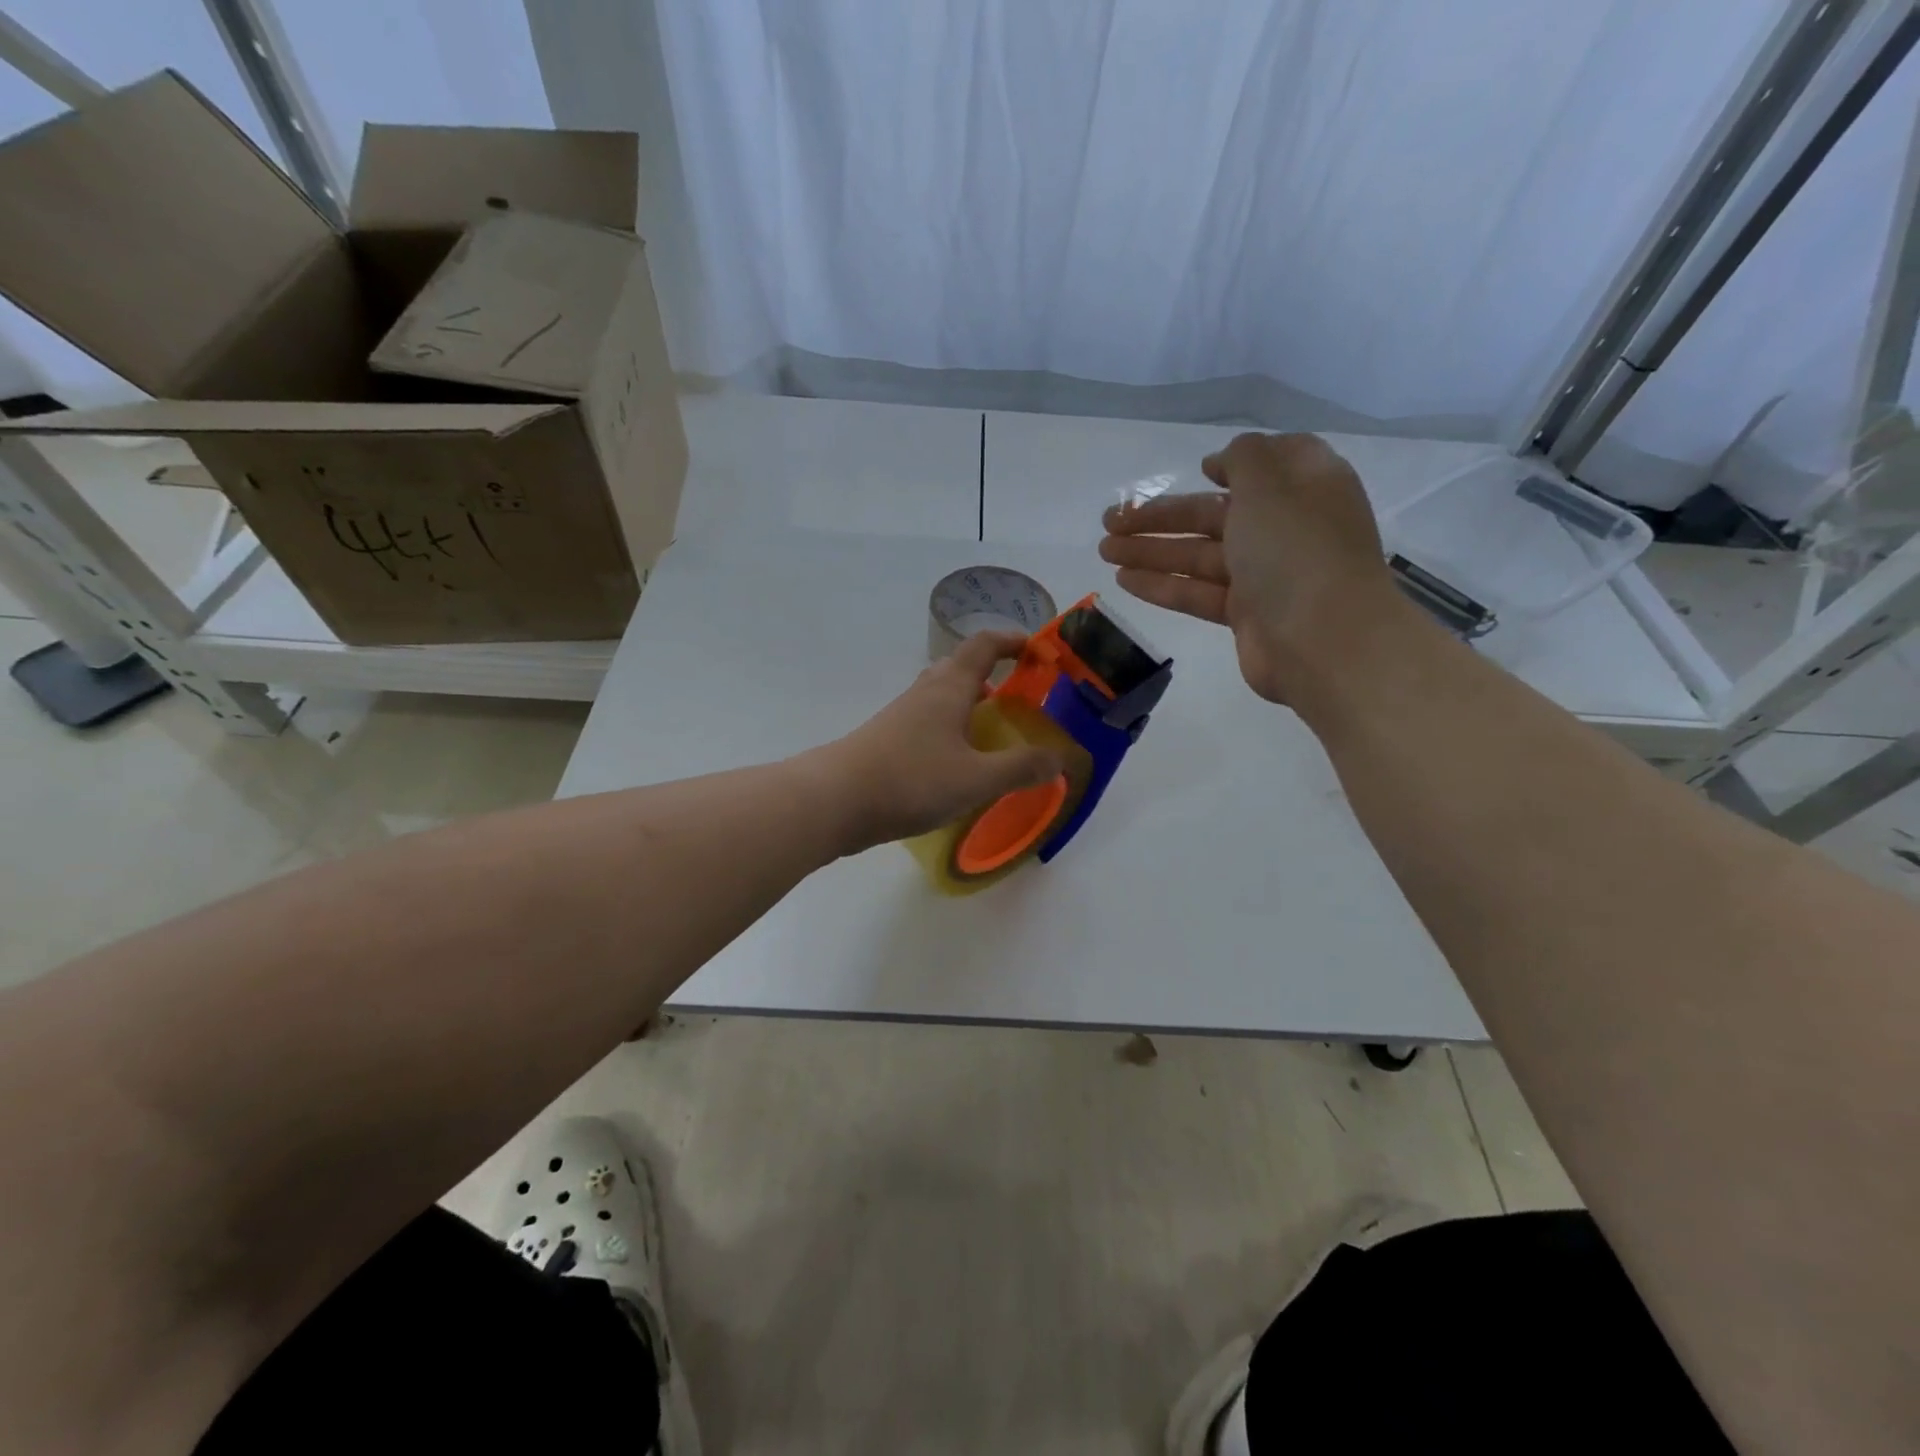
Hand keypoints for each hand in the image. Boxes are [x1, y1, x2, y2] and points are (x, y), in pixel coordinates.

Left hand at [811, 630, 1064, 853]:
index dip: (1012, 641)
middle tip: (1020, 698)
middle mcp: (925, 693)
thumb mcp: (976, 779)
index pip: (984, 646)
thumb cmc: (911, 780)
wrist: (834, 801)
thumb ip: (1020, 768)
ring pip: (942, 698)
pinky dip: (951, 731)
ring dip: (970, 706)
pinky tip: (958, 763)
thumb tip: (1058, 759)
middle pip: (961, 668)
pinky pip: (928, 724)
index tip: (1037, 650)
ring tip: (994, 733)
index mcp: (949, 688)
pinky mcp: (887, 741)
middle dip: (993, 675)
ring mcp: (901, 716)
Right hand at [1098, 432, 1406, 702]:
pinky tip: (1123, 579)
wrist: (1323, 640)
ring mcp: (1267, 574)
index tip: (1201, 469)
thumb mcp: (1269, 484)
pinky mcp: (1246, 614)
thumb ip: (1243, 458)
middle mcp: (1286, 527)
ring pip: (1199, 555)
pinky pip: (1198, 592)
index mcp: (1304, 486)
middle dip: (1162, 515)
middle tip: (1110, 520)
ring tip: (1103, 549)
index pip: (1270, 464)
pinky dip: (1163, 584)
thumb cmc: (1297, 550)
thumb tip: (1224, 461)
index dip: (1234, 464)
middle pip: (1215, 514)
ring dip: (1151, 549)